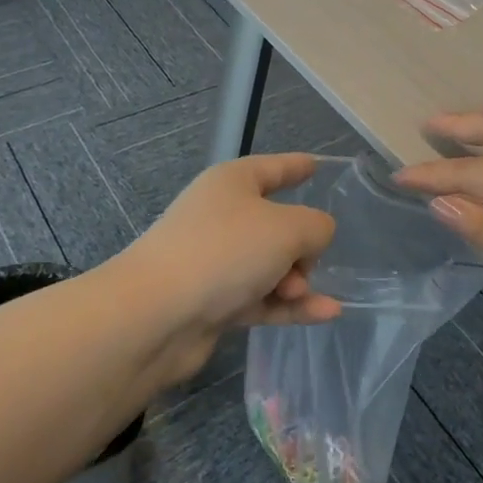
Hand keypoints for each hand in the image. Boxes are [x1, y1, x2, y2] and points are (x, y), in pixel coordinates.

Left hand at [119, 153, 342, 385]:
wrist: (155, 316)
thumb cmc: (224, 252)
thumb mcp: (288, 228)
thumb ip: (316, 227)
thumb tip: (313, 239)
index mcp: (232, 184)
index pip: (272, 168)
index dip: (296, 166)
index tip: (316, 165)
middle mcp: (221, 217)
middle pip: (276, 223)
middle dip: (302, 244)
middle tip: (309, 262)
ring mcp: (215, 262)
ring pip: (271, 265)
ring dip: (296, 280)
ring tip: (303, 292)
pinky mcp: (213, 303)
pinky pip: (263, 298)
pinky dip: (291, 306)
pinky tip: (326, 314)